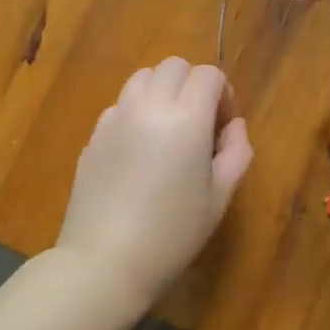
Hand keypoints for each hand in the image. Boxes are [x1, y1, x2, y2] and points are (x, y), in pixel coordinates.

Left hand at [56, 58, 253, 305]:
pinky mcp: (93, 136)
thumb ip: (236, 151)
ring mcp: (115, 118)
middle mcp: (148, 106)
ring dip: (162, 92)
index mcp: (186, 117)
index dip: (223, 93)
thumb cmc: (173, 233)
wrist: (105, 262)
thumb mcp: (220, 196)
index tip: (224, 125)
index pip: (208, 75)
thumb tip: (233, 126)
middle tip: (199, 124)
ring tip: (168, 131)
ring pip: (142, 79)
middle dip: (193, 84)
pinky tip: (139, 152)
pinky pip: (120, 106)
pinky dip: (136, 112)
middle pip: (173, 66)